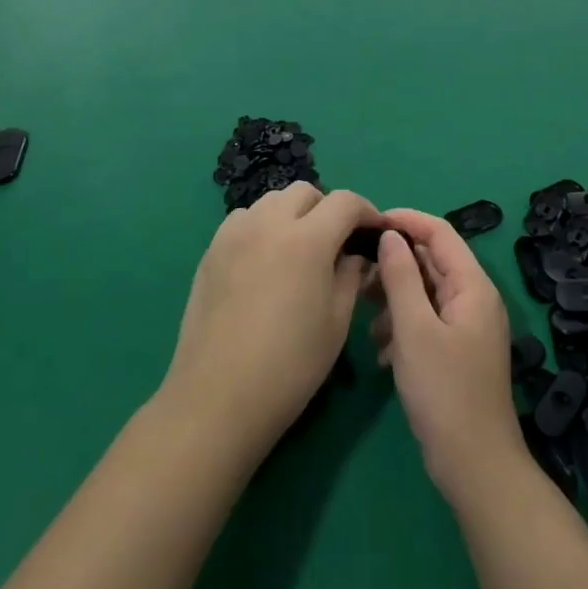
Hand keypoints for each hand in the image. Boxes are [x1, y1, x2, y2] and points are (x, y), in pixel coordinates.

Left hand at [159, 182, 378, 462]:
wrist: (218, 396)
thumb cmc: (290, 365)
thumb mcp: (336, 322)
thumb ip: (351, 276)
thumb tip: (355, 254)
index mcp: (308, 239)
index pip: (345, 202)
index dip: (366, 211)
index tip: (375, 231)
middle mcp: (270, 222)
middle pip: (305, 192)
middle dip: (327, 208)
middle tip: (335, 242)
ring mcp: (236, 232)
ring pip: (272, 200)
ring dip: (292, 214)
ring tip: (298, 249)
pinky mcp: (212, 249)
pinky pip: (244, 219)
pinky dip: (262, 226)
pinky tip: (264, 260)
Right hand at [370, 209, 524, 503]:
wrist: (475, 467)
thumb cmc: (444, 392)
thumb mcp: (414, 329)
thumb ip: (401, 277)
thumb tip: (390, 235)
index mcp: (472, 285)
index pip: (440, 232)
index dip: (406, 220)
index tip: (369, 223)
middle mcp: (474, 298)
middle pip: (432, 261)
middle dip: (394, 263)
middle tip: (358, 272)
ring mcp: (467, 326)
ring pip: (425, 292)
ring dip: (395, 298)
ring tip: (365, 317)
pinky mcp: (457, 351)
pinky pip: (426, 320)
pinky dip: (402, 325)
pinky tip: (381, 351)